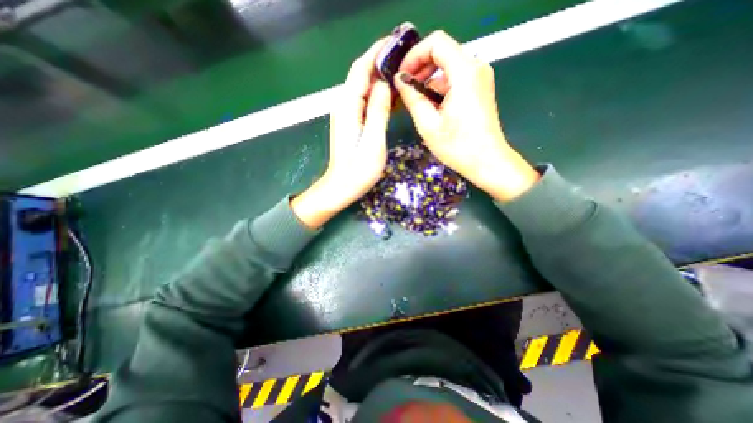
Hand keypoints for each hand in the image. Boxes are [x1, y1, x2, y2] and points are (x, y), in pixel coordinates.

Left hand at [291, 40, 390, 228]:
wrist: (341, 188)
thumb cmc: (358, 171)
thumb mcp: (373, 142)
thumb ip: (378, 111)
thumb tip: (384, 85)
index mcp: (348, 107)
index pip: (361, 69)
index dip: (377, 53)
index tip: (397, 43)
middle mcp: (344, 106)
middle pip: (361, 75)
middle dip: (381, 63)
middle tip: (406, 59)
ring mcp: (346, 114)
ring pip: (364, 88)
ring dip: (381, 79)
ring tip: (403, 75)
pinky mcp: (351, 123)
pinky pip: (365, 102)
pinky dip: (378, 95)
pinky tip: (392, 97)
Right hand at [392, 29, 537, 200]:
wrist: (487, 162)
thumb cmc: (457, 147)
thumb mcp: (428, 124)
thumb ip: (412, 97)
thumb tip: (399, 80)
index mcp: (465, 73)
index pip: (436, 42)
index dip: (415, 55)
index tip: (402, 75)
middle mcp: (476, 68)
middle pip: (442, 53)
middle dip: (420, 69)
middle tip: (404, 89)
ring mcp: (479, 79)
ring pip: (447, 69)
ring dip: (428, 82)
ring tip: (415, 103)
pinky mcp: (479, 90)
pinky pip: (454, 80)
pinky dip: (439, 90)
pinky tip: (430, 108)